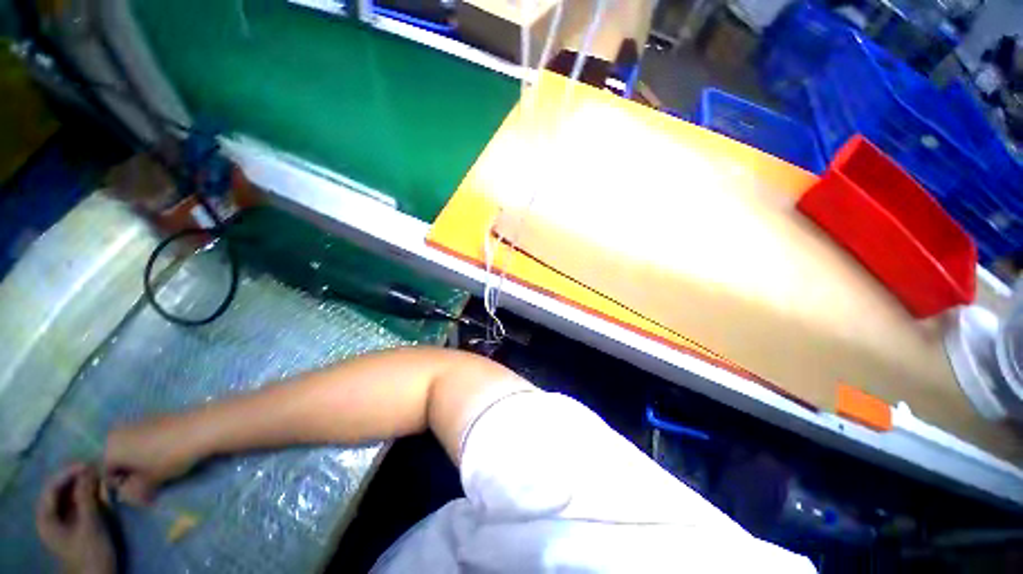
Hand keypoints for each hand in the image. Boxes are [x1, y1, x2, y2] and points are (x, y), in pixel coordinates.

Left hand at [36, 464, 115, 573]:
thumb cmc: (90, 552)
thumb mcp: (89, 524)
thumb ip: (86, 496)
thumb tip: (90, 468)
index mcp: (46, 516)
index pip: (52, 486)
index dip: (68, 472)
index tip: (89, 463)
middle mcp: (50, 515)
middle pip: (61, 490)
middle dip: (78, 477)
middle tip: (98, 467)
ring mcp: (63, 521)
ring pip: (71, 495)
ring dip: (85, 483)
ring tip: (102, 475)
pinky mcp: (76, 523)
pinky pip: (79, 502)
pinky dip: (89, 493)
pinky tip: (102, 489)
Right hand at [104, 416, 203, 504]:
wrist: (203, 426)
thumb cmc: (170, 455)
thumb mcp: (149, 481)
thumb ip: (134, 492)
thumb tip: (128, 498)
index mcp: (110, 446)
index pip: (105, 473)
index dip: (119, 487)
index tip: (137, 493)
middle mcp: (118, 430)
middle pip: (117, 459)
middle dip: (130, 473)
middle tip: (149, 484)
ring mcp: (138, 421)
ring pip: (132, 449)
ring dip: (142, 462)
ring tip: (160, 471)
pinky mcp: (157, 417)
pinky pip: (147, 439)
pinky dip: (153, 450)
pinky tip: (169, 455)